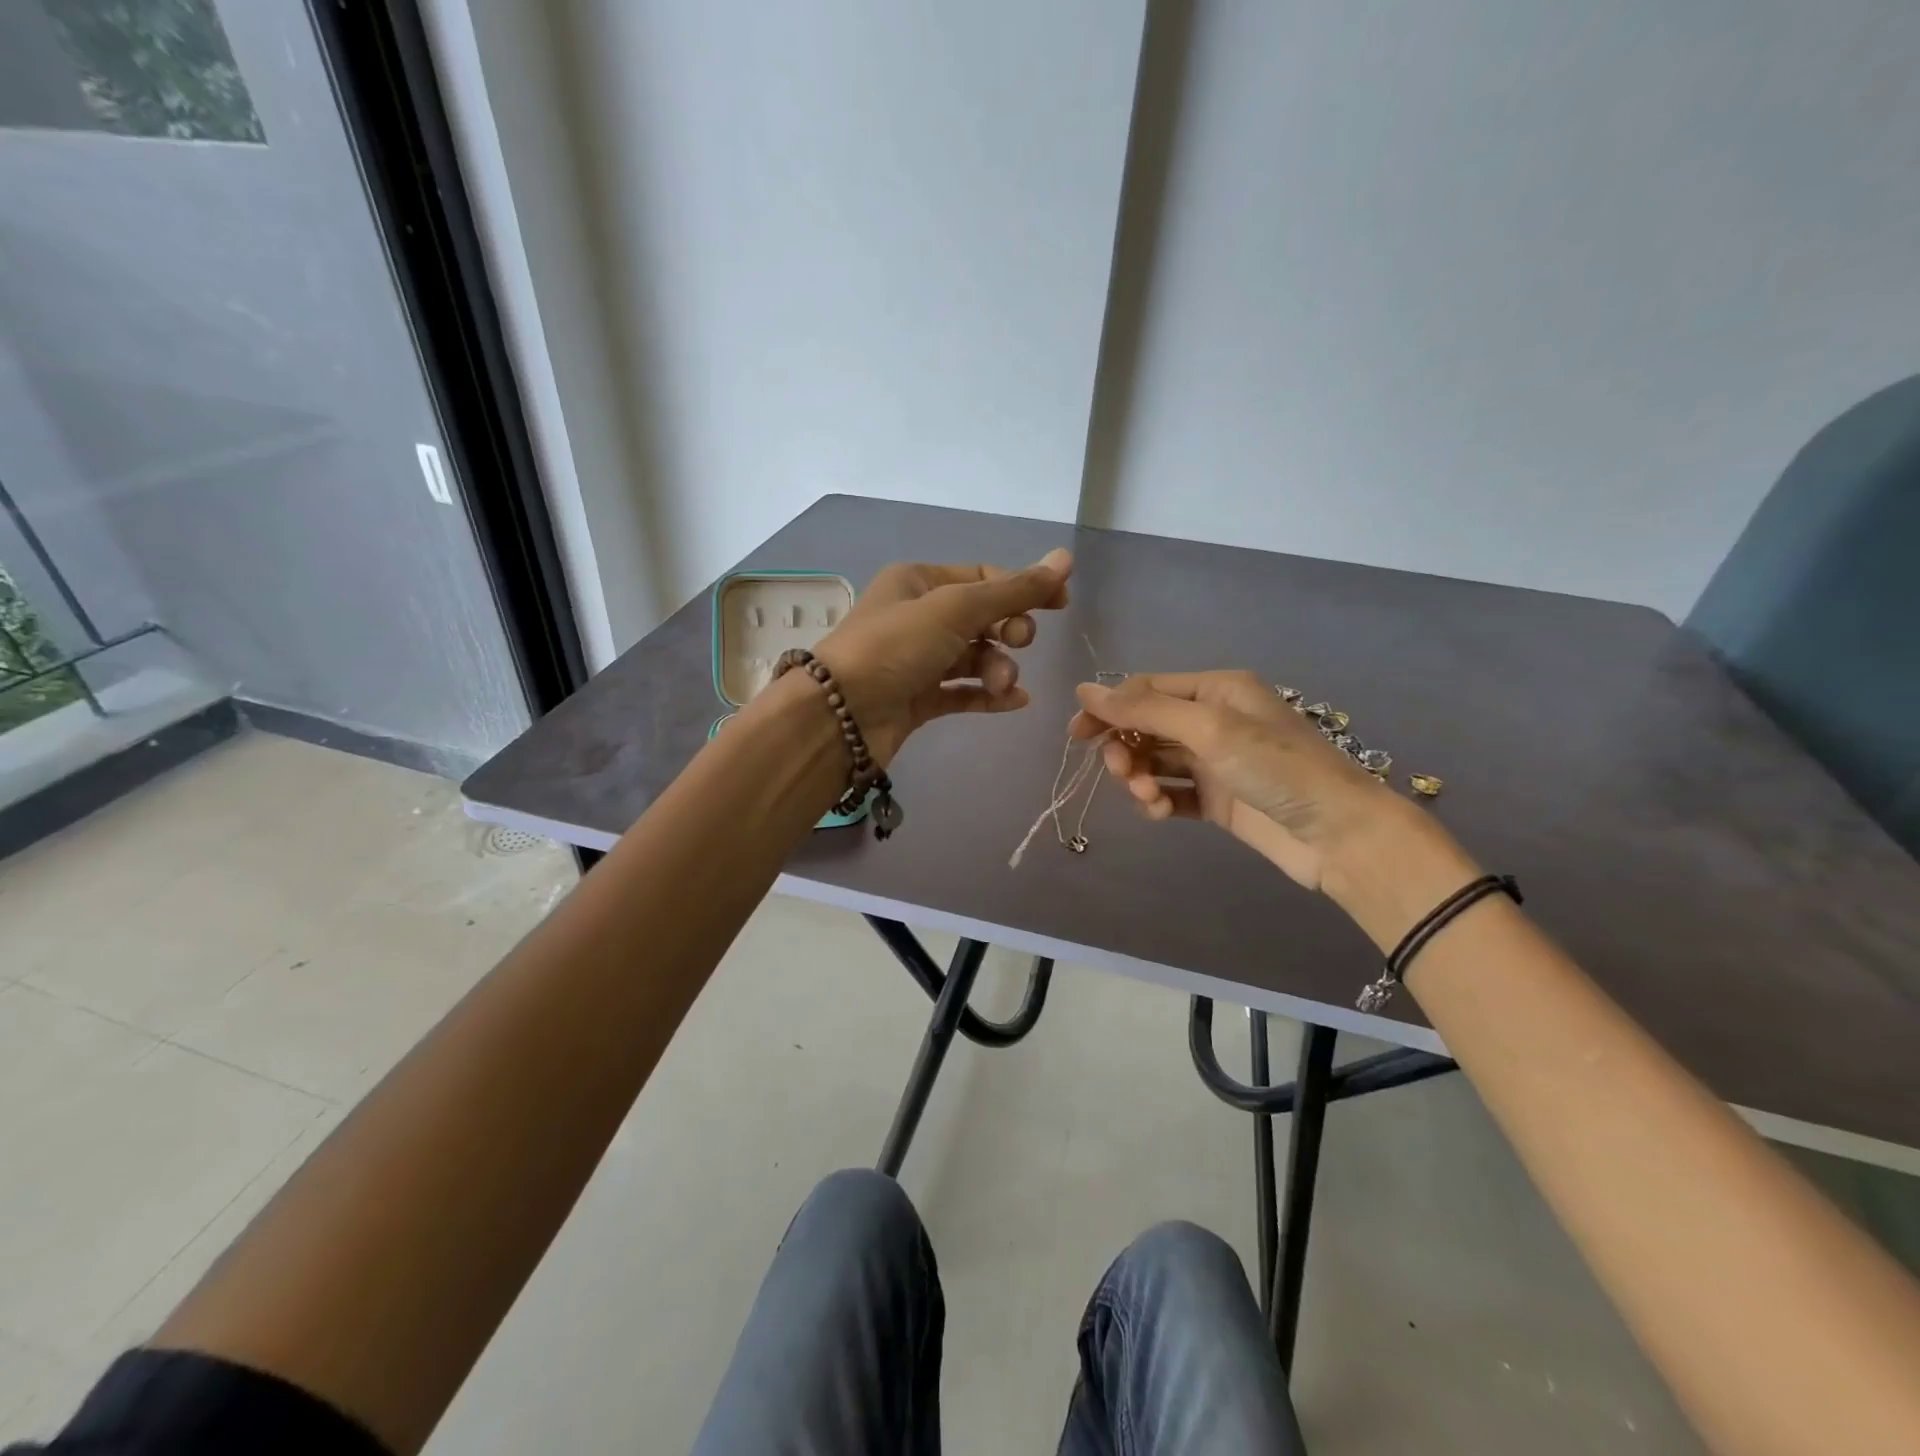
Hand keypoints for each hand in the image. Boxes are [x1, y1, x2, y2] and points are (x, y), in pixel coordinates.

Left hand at [813, 550, 1072, 764]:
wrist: (839, 715)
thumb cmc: (894, 647)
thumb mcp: (956, 608)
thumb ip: (1013, 589)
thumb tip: (1065, 558)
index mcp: (918, 581)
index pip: (982, 577)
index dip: (1023, 588)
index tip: (1061, 603)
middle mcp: (916, 616)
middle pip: (980, 618)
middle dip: (1007, 631)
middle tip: (1019, 642)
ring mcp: (916, 660)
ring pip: (972, 658)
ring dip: (997, 668)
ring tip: (1003, 684)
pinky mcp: (916, 699)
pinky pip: (961, 692)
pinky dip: (987, 695)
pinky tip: (1014, 702)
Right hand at [1070, 670, 1399, 889]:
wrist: (1338, 835)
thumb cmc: (1276, 768)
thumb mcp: (1209, 729)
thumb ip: (1145, 710)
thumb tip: (1083, 690)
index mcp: (1216, 690)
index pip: (1146, 690)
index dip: (1109, 709)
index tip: (1077, 736)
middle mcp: (1214, 720)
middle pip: (1146, 727)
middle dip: (1127, 749)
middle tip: (1124, 775)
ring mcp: (1215, 762)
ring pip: (1156, 762)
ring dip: (1142, 778)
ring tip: (1150, 800)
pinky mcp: (1218, 799)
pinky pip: (1173, 793)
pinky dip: (1159, 802)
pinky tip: (1162, 814)